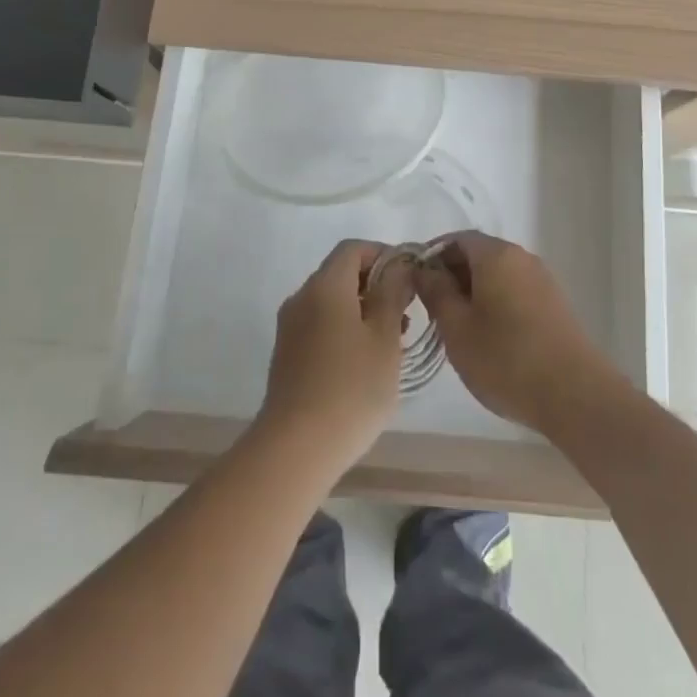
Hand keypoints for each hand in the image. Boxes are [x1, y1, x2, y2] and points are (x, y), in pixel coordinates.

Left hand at [258, 240, 412, 475]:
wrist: (295, 448)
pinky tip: (365, 363)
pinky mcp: (286, 354)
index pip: (353, 249)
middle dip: (376, 285)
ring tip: (392, 343)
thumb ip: (393, 294)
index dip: (383, 255)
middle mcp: (302, 297)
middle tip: (406, 314)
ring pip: (331, 302)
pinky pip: (319, 325)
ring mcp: (290, 327)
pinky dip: (345, 329)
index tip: (409, 278)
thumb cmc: (351, 388)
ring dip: (362, 310)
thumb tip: (398, 266)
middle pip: (341, 273)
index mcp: (325, 286)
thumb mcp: (385, 338)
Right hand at [415, 232, 623, 434]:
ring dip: (474, 292)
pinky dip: (496, 304)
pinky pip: (515, 291)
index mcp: (496, 254)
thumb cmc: (507, 358)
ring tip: (459, 329)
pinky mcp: (554, 304)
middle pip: (478, 254)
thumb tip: (424, 270)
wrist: (575, 395)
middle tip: (434, 311)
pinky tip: (490, 339)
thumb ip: (436, 292)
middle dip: (452, 276)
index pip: (456, 239)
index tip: (417, 285)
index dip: (432, 257)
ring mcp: (542, 280)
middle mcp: (521, 257)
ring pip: (497, 275)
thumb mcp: (457, 328)